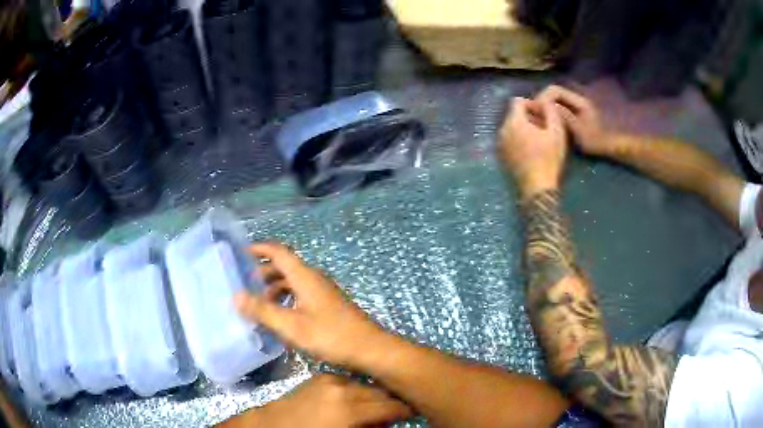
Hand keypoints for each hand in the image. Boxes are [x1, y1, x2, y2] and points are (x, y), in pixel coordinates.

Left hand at [220, 374, 412, 427]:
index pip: (389, 406)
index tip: (413, 412)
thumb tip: (388, 423)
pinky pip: (349, 380)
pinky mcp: (321, 375)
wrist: (274, 424)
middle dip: (390, 402)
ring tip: (379, 406)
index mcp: (350, 407)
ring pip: (365, 384)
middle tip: (397, 411)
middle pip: (379, 392)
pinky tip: (357, 399)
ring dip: (375, 395)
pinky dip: (357, 389)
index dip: (404, 409)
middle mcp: (343, 388)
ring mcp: (331, 378)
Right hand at [235, 242, 385, 368]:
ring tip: (260, 304)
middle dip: (264, 273)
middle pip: (285, 267)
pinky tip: (282, 317)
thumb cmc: (330, 336)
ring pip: (294, 283)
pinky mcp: (329, 306)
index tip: (242, 253)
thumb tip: (236, 295)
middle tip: (246, 285)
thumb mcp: (292, 325)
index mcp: (305, 277)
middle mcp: (315, 279)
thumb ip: (263, 311)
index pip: (279, 252)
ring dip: (275, 289)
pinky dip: (287, 300)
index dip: (260, 249)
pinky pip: (302, 295)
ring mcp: (324, 293)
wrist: (370, 349)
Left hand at [498, 96, 566, 195]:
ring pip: (512, 127)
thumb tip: (545, 101)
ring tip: (541, 139)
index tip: (544, 114)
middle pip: (514, 114)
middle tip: (545, 127)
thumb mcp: (556, 132)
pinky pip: (510, 139)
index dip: (532, 103)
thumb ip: (550, 111)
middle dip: (529, 116)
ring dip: (525, 128)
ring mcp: (501, 144)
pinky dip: (520, 139)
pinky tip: (533, 150)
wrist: (537, 188)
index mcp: (514, 122)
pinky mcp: (502, 155)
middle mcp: (502, 130)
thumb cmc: (548, 158)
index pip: (517, 101)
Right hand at [536, 85, 611, 155]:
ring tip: (537, 120)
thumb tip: (547, 106)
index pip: (554, 90)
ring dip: (544, 108)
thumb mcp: (579, 130)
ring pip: (553, 100)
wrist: (607, 148)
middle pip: (552, 93)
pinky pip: (557, 107)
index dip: (543, 98)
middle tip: (533, 116)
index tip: (536, 111)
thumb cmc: (595, 141)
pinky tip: (546, 123)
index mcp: (577, 100)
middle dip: (541, 102)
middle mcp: (575, 99)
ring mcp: (574, 105)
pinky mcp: (573, 112)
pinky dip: (549, 112)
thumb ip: (564, 116)